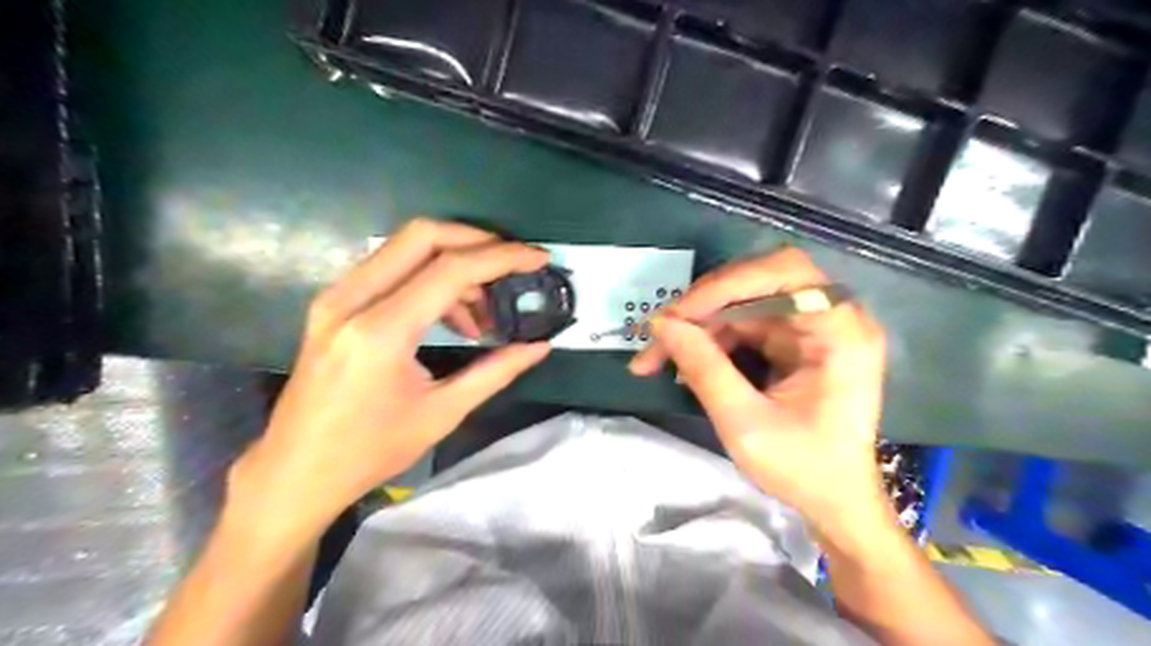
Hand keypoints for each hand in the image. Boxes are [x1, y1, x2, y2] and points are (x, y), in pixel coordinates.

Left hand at [230, 220, 551, 537]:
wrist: (295, 472)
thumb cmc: (370, 451)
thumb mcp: (442, 413)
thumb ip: (496, 371)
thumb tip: (540, 346)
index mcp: (381, 331)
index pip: (451, 269)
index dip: (503, 257)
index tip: (538, 258)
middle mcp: (352, 299)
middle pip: (423, 235)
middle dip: (478, 241)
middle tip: (512, 267)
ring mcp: (336, 297)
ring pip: (405, 247)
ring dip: (454, 263)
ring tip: (482, 312)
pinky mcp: (333, 303)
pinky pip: (390, 267)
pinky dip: (429, 277)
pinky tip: (450, 316)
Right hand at [629, 246, 888, 529]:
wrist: (836, 503)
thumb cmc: (803, 470)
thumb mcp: (746, 424)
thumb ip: (704, 369)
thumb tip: (662, 324)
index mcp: (840, 332)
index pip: (783, 273)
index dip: (726, 284)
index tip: (677, 316)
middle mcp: (832, 317)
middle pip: (759, 281)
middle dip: (704, 305)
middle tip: (662, 332)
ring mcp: (813, 327)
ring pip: (744, 302)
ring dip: (699, 324)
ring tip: (660, 355)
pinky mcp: (796, 340)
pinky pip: (745, 323)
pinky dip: (711, 338)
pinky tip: (685, 360)